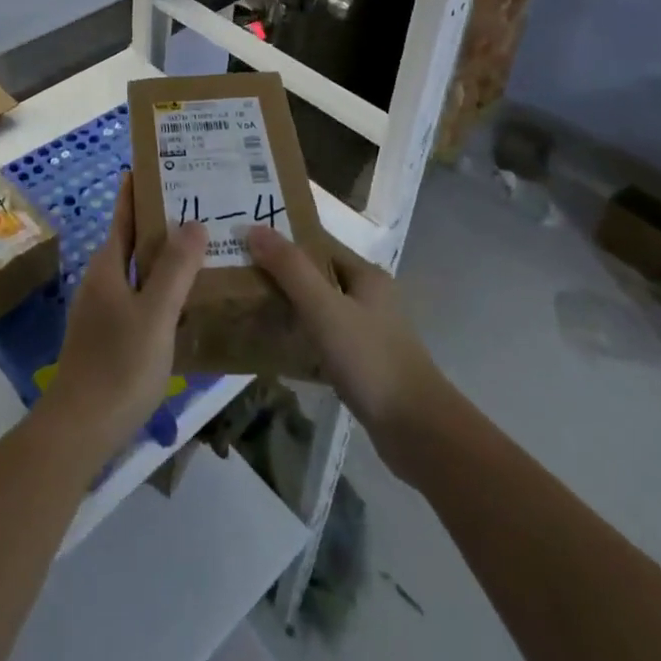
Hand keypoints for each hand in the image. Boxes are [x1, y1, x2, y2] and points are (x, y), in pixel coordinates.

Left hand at [39, 173, 205, 464]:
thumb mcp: (155, 314)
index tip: (163, 163)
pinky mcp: (111, 335)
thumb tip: (194, 223)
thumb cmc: (119, 365)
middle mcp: (103, 279)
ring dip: (167, 255)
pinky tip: (191, 298)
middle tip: (203, 203)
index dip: (139, 188)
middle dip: (163, 220)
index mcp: (108, 265)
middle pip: (133, 238)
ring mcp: (105, 308)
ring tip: (206, 246)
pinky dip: (164, 287)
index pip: (124, 213)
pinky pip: (142, 296)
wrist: (80, 428)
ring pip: (139, 269)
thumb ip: (175, 269)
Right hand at [243, 226, 446, 457]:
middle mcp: (371, 298)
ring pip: (322, 310)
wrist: (418, 432)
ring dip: (292, 308)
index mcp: (367, 276)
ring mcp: (370, 333)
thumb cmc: (370, 359)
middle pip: (319, 276)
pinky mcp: (366, 365)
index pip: (319, 245)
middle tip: (242, 277)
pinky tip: (278, 349)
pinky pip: (326, 340)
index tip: (246, 244)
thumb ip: (290, 269)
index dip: (284, 242)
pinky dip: (304, 340)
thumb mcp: (324, 309)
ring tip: (252, 309)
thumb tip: (253, 228)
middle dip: (283, 276)